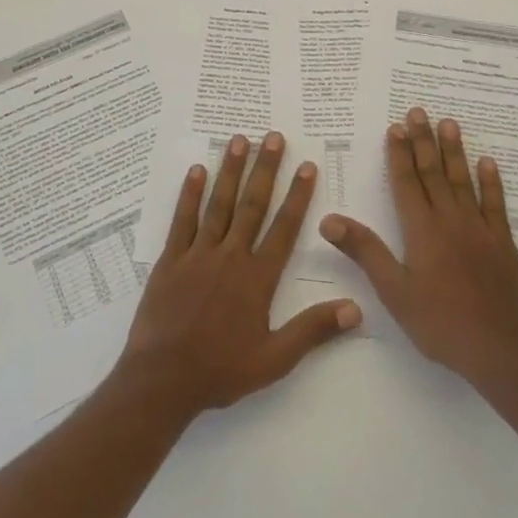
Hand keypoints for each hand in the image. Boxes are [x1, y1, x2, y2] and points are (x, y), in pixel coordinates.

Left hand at [117, 132, 360, 418]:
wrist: (162, 381)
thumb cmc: (220, 371)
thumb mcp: (275, 360)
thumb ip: (314, 331)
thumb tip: (356, 309)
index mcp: (257, 278)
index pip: (284, 228)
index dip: (297, 196)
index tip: (306, 165)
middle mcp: (230, 257)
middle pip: (252, 205)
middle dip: (265, 169)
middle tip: (274, 137)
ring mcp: (197, 255)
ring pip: (218, 204)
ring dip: (230, 170)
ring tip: (239, 140)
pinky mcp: (170, 260)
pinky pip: (181, 220)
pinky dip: (190, 194)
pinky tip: (196, 170)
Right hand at [320, 107, 517, 396]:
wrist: (499, 348)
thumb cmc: (439, 322)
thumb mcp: (393, 291)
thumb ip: (364, 251)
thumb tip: (329, 219)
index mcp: (421, 230)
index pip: (407, 182)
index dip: (399, 154)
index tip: (395, 127)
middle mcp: (450, 220)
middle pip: (433, 173)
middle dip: (423, 141)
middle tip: (418, 111)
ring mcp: (480, 229)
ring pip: (463, 181)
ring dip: (454, 151)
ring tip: (448, 123)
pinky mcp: (502, 242)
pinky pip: (496, 204)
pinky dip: (490, 182)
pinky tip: (487, 162)